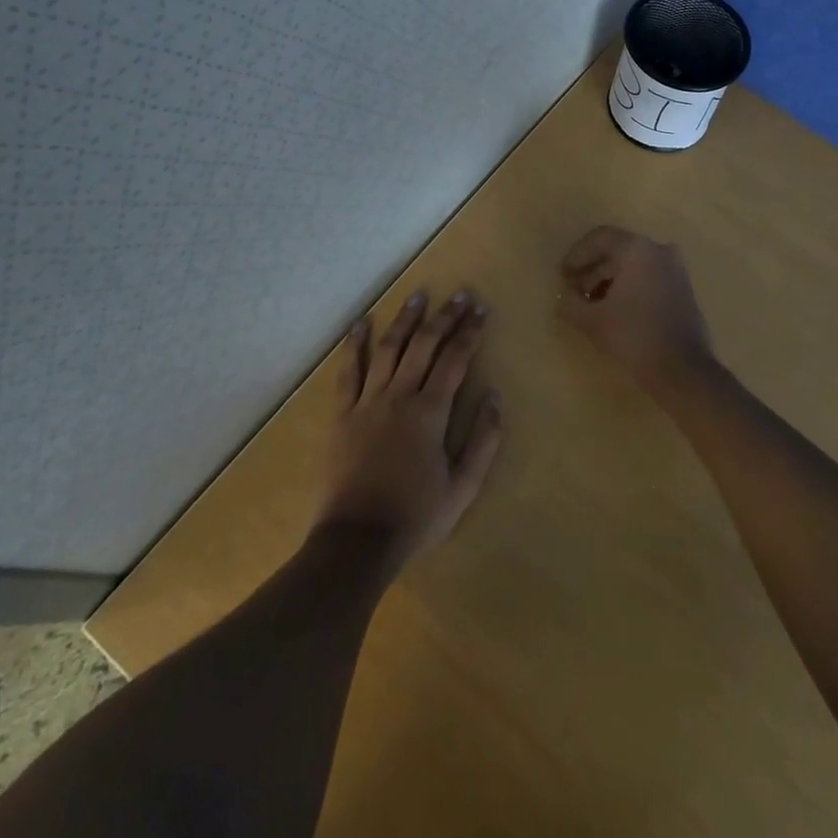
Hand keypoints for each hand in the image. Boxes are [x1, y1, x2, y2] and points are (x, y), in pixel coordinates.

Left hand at [317, 289, 502, 574]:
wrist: (357, 542)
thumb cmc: (416, 516)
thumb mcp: (463, 487)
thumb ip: (484, 440)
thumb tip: (495, 396)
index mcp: (430, 412)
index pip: (455, 359)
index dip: (470, 331)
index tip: (481, 309)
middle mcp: (399, 396)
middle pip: (424, 345)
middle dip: (444, 317)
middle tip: (459, 295)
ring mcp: (367, 401)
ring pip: (388, 348)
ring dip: (405, 319)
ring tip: (419, 295)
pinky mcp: (342, 413)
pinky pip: (348, 371)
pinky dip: (355, 344)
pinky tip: (361, 322)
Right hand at [558, 226, 715, 389]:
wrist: (683, 371)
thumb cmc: (634, 337)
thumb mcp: (592, 321)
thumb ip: (571, 303)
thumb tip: (565, 298)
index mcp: (638, 249)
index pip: (600, 238)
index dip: (576, 255)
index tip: (562, 276)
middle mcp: (660, 251)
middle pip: (617, 252)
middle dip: (591, 271)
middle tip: (573, 293)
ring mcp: (676, 270)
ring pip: (633, 266)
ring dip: (609, 281)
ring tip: (590, 306)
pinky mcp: (683, 290)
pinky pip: (649, 278)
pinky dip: (629, 288)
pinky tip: (613, 311)